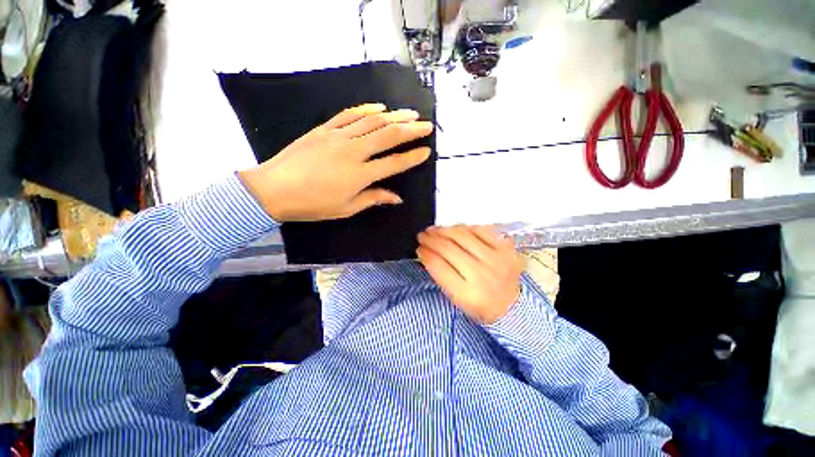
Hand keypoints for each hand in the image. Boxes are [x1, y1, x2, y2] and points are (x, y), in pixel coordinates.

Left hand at [239, 103, 433, 221]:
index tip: (426, 151)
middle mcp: (353, 151)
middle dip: (410, 129)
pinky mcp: (324, 129)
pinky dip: (366, 109)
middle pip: (388, 136)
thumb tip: (396, 198)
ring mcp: (338, 136)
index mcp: (360, 175)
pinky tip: (379, 107)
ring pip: (372, 121)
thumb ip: (373, 199)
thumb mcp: (346, 208)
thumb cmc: (312, 204)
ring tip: (410, 113)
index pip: (394, 163)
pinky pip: (349, 114)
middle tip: (426, 125)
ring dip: (394, 116)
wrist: (273, 189)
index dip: (412, 157)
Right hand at [417, 225, 521, 324]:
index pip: (439, 266)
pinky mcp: (505, 248)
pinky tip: (455, 228)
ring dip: (444, 230)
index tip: (419, 247)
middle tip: (422, 235)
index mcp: (467, 293)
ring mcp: (496, 259)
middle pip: (448, 248)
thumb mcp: (457, 299)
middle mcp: (482, 274)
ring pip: (462, 235)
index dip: (425, 253)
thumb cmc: (480, 305)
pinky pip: (480, 229)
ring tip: (434, 229)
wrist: (513, 305)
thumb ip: (441, 276)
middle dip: (431, 239)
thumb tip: (426, 252)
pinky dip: (464, 227)